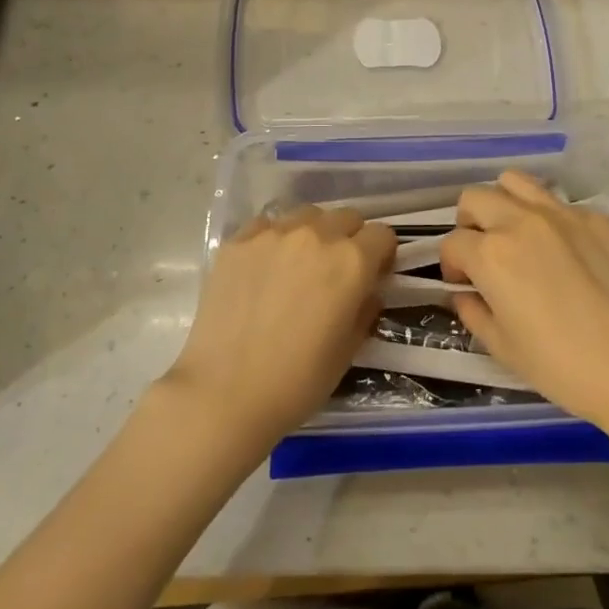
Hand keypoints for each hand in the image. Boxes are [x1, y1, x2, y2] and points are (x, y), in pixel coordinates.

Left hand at [163, 206, 395, 451]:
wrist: (225, 393)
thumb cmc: (297, 381)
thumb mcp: (349, 351)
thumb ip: (365, 310)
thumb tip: (366, 292)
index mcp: (351, 262)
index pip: (382, 235)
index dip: (382, 255)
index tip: (373, 275)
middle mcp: (316, 235)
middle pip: (346, 217)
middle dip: (350, 238)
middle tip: (337, 272)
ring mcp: (273, 234)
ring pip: (307, 215)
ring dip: (313, 232)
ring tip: (299, 265)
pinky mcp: (238, 241)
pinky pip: (267, 225)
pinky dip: (274, 239)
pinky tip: (264, 269)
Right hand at [440, 171, 608, 430]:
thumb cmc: (560, 365)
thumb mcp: (502, 347)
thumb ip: (473, 312)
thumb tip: (464, 294)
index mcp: (490, 254)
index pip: (452, 242)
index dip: (451, 265)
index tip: (464, 285)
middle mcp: (520, 221)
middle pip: (475, 198)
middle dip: (469, 224)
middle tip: (484, 255)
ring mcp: (561, 214)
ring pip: (515, 182)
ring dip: (504, 204)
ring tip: (516, 235)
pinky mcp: (596, 218)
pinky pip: (559, 203)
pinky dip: (548, 218)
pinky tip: (563, 251)